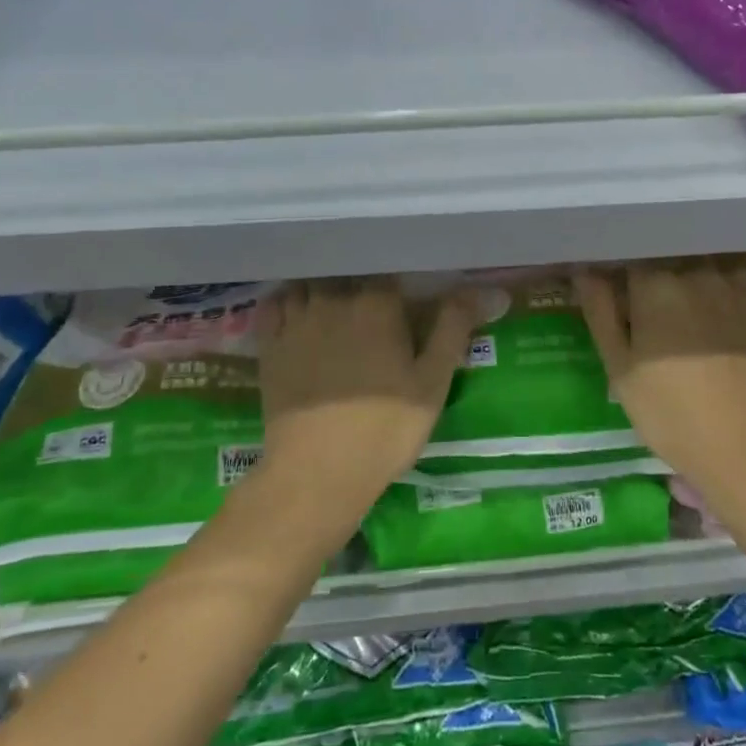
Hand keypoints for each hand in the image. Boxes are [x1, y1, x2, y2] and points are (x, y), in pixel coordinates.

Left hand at [254, 278, 477, 517]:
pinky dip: (287, 300)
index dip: (398, 284)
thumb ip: (453, 327)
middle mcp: (333, 300)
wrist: (318, 473)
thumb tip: (477, 288)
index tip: (405, 302)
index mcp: (376, 304)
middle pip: (348, 273)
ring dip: (325, 287)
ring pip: (310, 282)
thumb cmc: (385, 428)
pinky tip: (297, 312)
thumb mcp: (433, 381)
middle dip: (361, 283)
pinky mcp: (269, 345)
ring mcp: (296, 321)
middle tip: (373, 310)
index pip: (388, 272)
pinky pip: (274, 304)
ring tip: (336, 307)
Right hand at [575, 257, 745, 483]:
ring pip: (712, 257)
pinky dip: (737, 273)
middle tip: (655, 296)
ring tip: (692, 290)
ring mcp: (739, 288)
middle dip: (661, 266)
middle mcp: (698, 273)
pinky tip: (730, 290)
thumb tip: (585, 271)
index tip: (621, 288)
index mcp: (655, 285)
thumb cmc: (670, 413)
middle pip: (674, 253)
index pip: (632, 256)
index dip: (624, 270)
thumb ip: (601, 313)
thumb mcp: (620, 369)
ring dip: (699, 264)